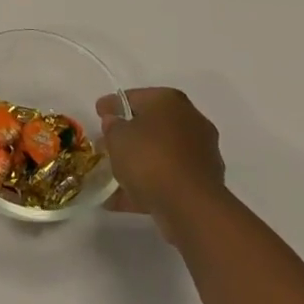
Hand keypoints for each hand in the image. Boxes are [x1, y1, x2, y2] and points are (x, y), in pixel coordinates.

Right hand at [97, 87, 228, 240]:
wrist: (191, 206)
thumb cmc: (150, 158)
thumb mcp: (117, 137)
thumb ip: (112, 126)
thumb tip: (116, 123)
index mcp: (170, 100)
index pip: (135, 97)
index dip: (113, 105)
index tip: (99, 113)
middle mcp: (191, 120)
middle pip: (152, 125)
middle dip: (129, 136)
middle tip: (107, 145)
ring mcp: (202, 153)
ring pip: (162, 154)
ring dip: (140, 163)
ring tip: (113, 178)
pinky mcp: (205, 184)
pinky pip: (169, 178)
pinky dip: (150, 185)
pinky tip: (126, 199)